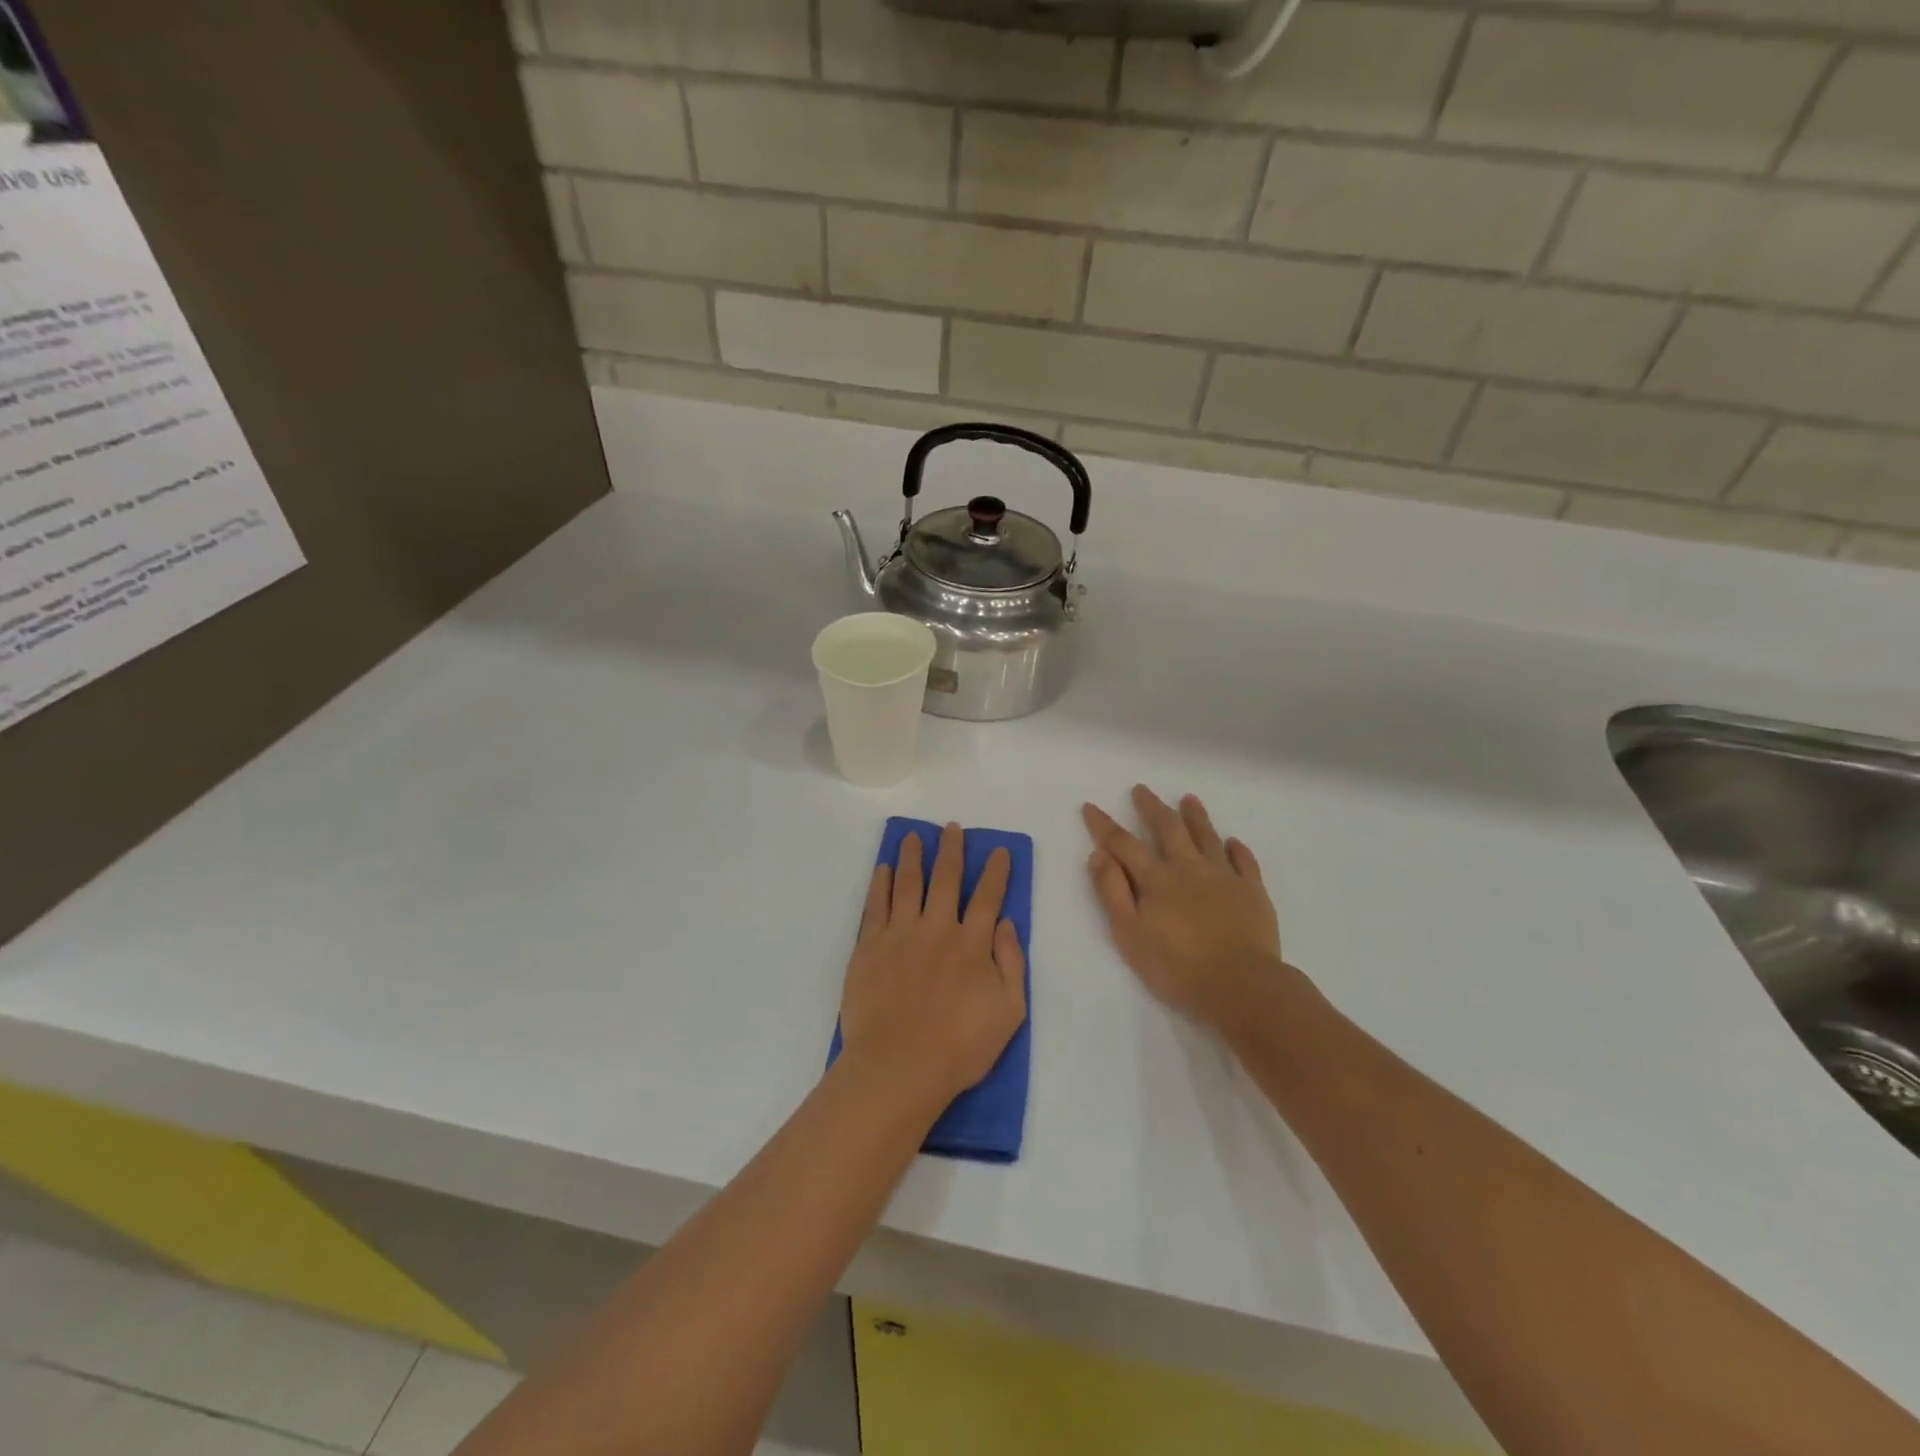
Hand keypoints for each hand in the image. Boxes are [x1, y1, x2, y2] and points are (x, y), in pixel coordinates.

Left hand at [838, 822, 1027, 1108]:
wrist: (899, 1066)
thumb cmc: (960, 1047)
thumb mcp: (1009, 1012)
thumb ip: (1011, 964)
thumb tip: (1006, 924)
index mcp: (972, 944)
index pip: (988, 897)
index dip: (996, 872)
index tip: (999, 851)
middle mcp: (937, 928)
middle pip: (946, 879)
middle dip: (952, 850)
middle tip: (952, 828)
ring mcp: (900, 934)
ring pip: (909, 883)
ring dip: (914, 857)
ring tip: (915, 836)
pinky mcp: (869, 946)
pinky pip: (876, 905)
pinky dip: (881, 883)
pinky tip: (884, 868)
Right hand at [1082, 787, 1293, 1025]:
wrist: (1240, 984)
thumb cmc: (1177, 966)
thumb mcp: (1130, 933)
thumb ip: (1112, 892)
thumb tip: (1098, 855)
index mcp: (1156, 879)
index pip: (1124, 844)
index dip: (1104, 825)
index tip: (1090, 806)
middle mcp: (1188, 868)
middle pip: (1168, 829)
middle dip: (1152, 807)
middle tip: (1142, 789)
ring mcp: (1224, 876)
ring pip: (1207, 837)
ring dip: (1196, 816)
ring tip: (1189, 798)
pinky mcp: (1252, 891)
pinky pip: (1244, 862)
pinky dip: (1237, 849)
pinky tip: (1233, 842)